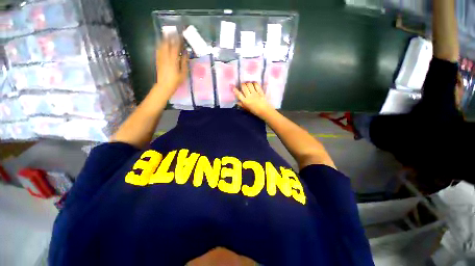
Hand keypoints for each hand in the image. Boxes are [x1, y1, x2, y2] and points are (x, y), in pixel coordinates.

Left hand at [155, 37, 188, 96]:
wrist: (164, 86)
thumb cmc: (176, 81)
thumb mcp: (183, 73)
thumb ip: (184, 62)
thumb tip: (186, 54)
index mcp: (173, 60)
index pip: (175, 47)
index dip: (178, 40)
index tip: (180, 36)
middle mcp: (165, 57)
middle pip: (167, 44)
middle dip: (170, 38)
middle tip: (173, 33)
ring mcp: (160, 58)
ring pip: (161, 46)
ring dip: (164, 40)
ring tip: (167, 36)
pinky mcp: (157, 60)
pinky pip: (158, 50)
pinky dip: (160, 46)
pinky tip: (161, 44)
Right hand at [234, 82, 273, 117]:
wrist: (264, 111)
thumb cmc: (255, 111)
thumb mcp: (247, 109)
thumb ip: (242, 105)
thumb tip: (237, 102)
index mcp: (245, 101)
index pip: (238, 94)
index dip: (235, 89)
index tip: (232, 86)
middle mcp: (249, 96)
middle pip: (244, 86)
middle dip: (242, 84)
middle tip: (243, 85)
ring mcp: (255, 93)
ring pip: (249, 84)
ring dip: (248, 83)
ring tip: (248, 83)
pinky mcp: (260, 92)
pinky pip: (256, 85)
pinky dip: (254, 83)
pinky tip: (254, 84)